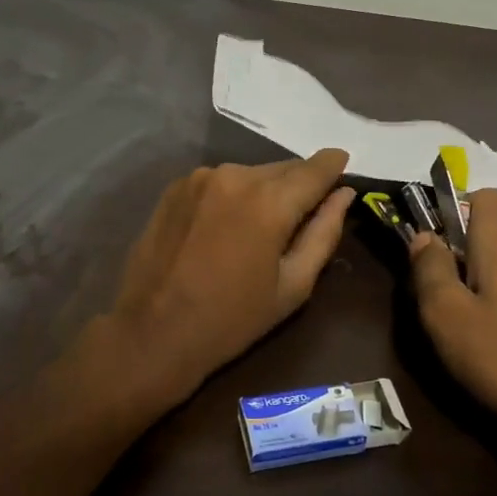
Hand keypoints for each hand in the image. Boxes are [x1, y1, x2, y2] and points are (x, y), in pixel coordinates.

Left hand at [101, 150, 355, 407]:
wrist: (153, 332)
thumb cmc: (232, 319)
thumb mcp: (293, 285)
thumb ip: (323, 233)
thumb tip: (343, 194)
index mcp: (269, 202)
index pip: (315, 169)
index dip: (333, 165)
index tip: (344, 163)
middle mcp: (236, 176)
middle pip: (283, 169)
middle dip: (299, 184)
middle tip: (305, 212)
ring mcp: (200, 178)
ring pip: (251, 173)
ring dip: (265, 190)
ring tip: (261, 226)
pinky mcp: (176, 187)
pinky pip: (220, 181)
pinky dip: (233, 194)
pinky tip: (227, 225)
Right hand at [409, 189, 496, 437]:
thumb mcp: (446, 315)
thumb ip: (430, 269)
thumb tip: (425, 236)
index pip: (489, 196)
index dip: (458, 207)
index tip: (437, 243)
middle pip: (492, 232)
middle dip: (460, 251)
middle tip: (438, 292)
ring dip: (478, 280)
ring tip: (462, 321)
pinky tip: (493, 340)